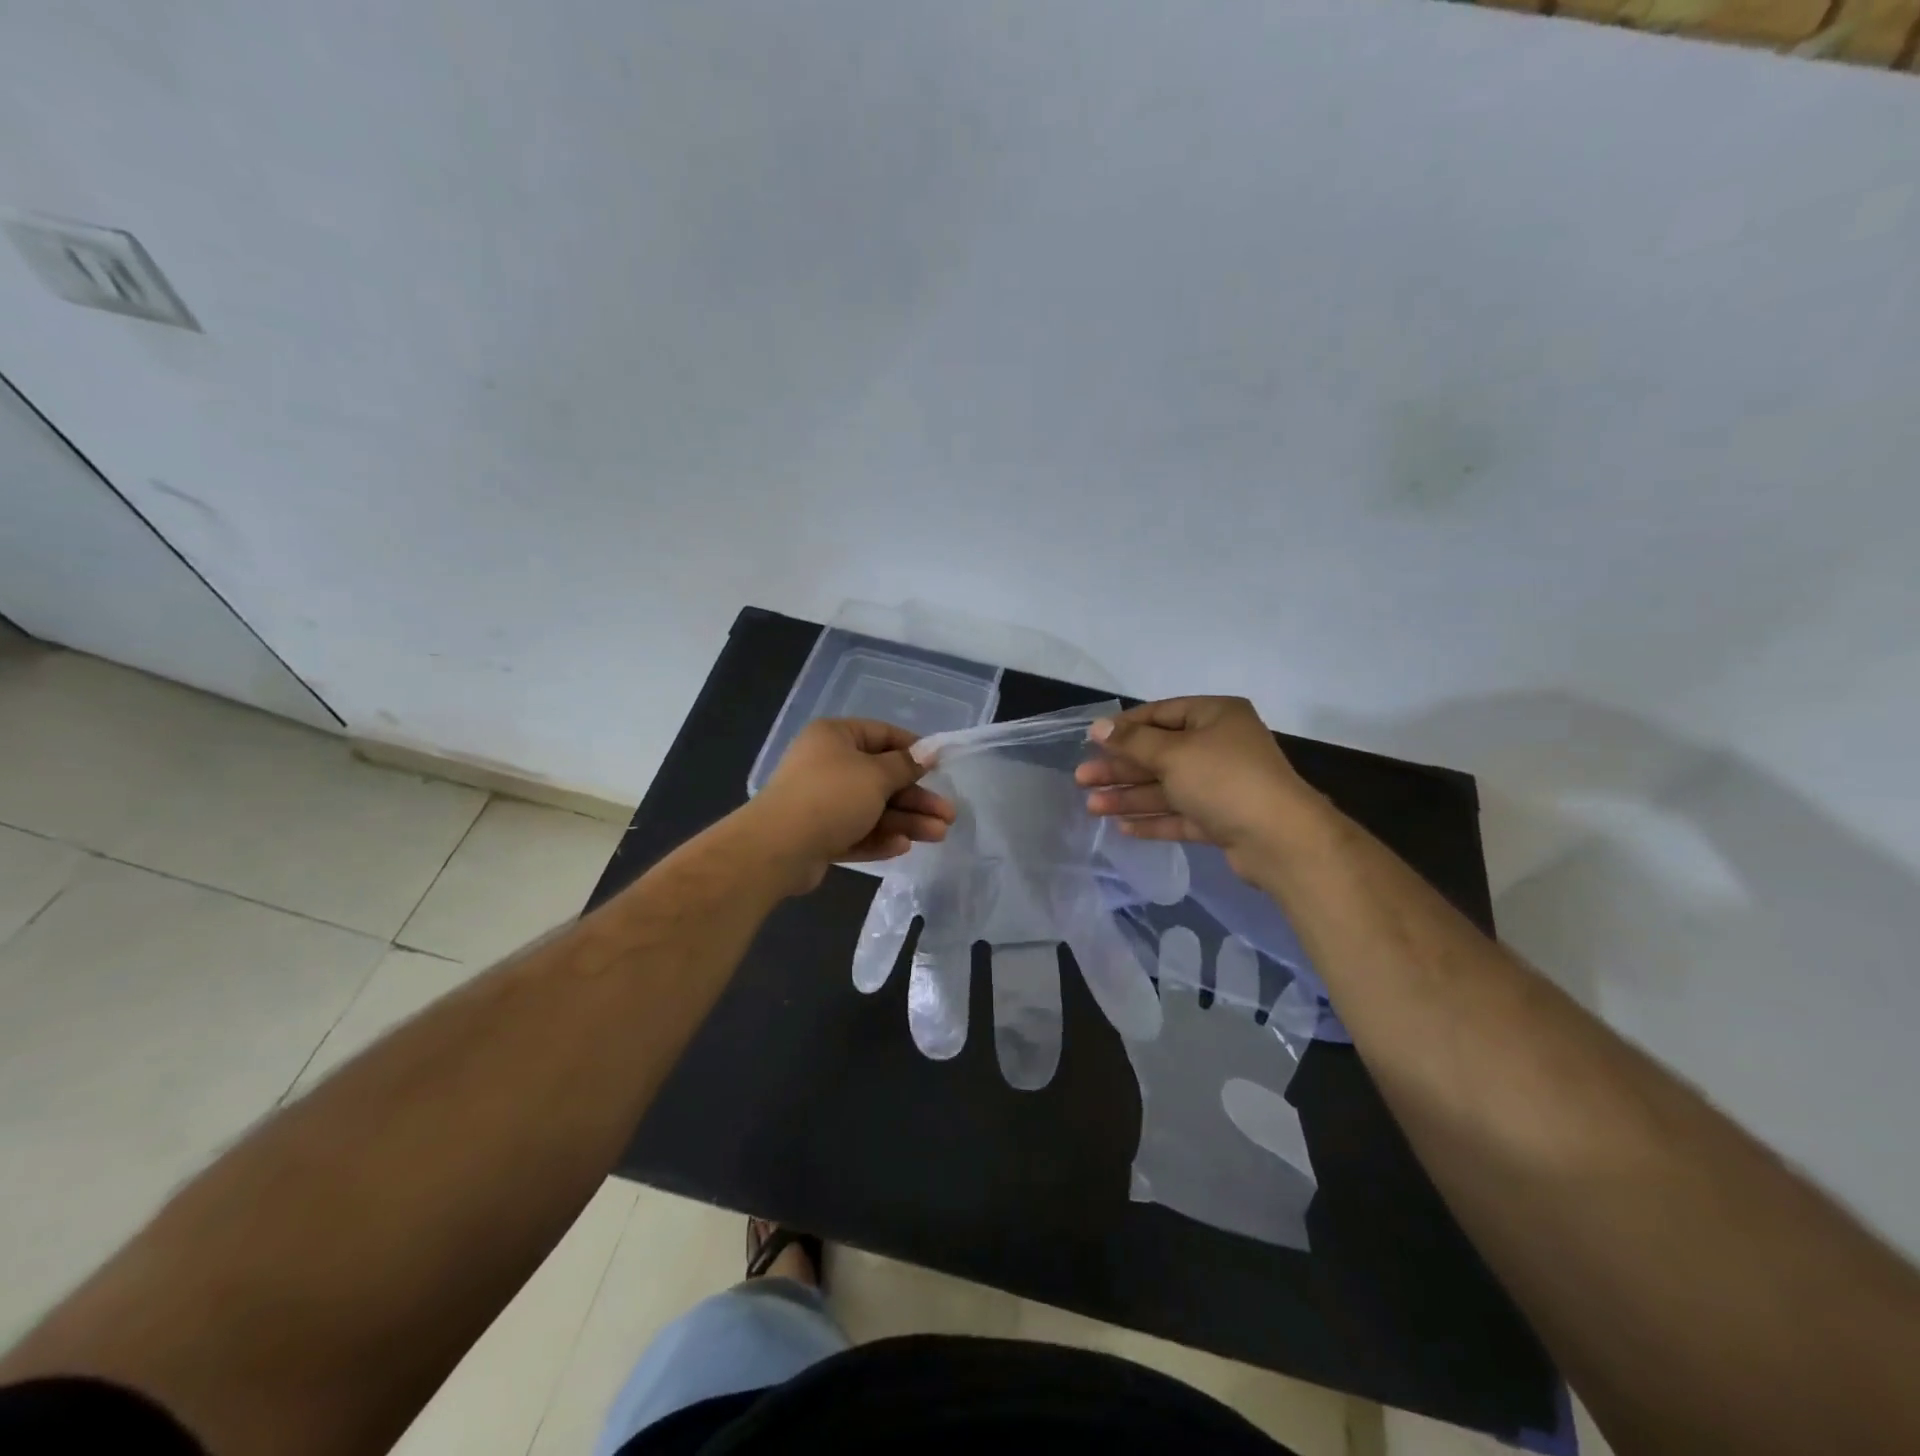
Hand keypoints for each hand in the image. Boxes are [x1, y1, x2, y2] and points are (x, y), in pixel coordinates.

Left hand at [748, 718, 956, 892]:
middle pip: (881, 778)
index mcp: (835, 737)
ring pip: (872, 809)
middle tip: (948, 814)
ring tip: (938, 835)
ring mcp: (821, 802)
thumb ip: (905, 765)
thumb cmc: (831, 796)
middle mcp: (827, 765)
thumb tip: (928, 751)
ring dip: (906, 821)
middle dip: (916, 798)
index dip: (913, 750)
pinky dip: (879, 837)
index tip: (940, 766)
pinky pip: (855, 832)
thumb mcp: (876, 775)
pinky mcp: (818, 835)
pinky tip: (904, 846)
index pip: (882, 735)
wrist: (777, 848)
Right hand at [1074, 697, 1319, 877]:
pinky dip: (1153, 819)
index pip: (1161, 713)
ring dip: (1130, 796)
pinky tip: (1122, 828)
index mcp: (1215, 716)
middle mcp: (1220, 746)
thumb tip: (1098, 727)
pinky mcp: (1222, 819)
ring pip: (1167, 787)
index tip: (1092, 740)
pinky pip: (1180, 815)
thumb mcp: (1173, 753)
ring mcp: (1222, 785)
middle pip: (1159, 753)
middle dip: (1120, 768)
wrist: (1280, 839)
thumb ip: (1132, 742)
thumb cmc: (1224, 779)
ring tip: (1092, 807)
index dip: (1125, 727)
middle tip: (1082, 778)